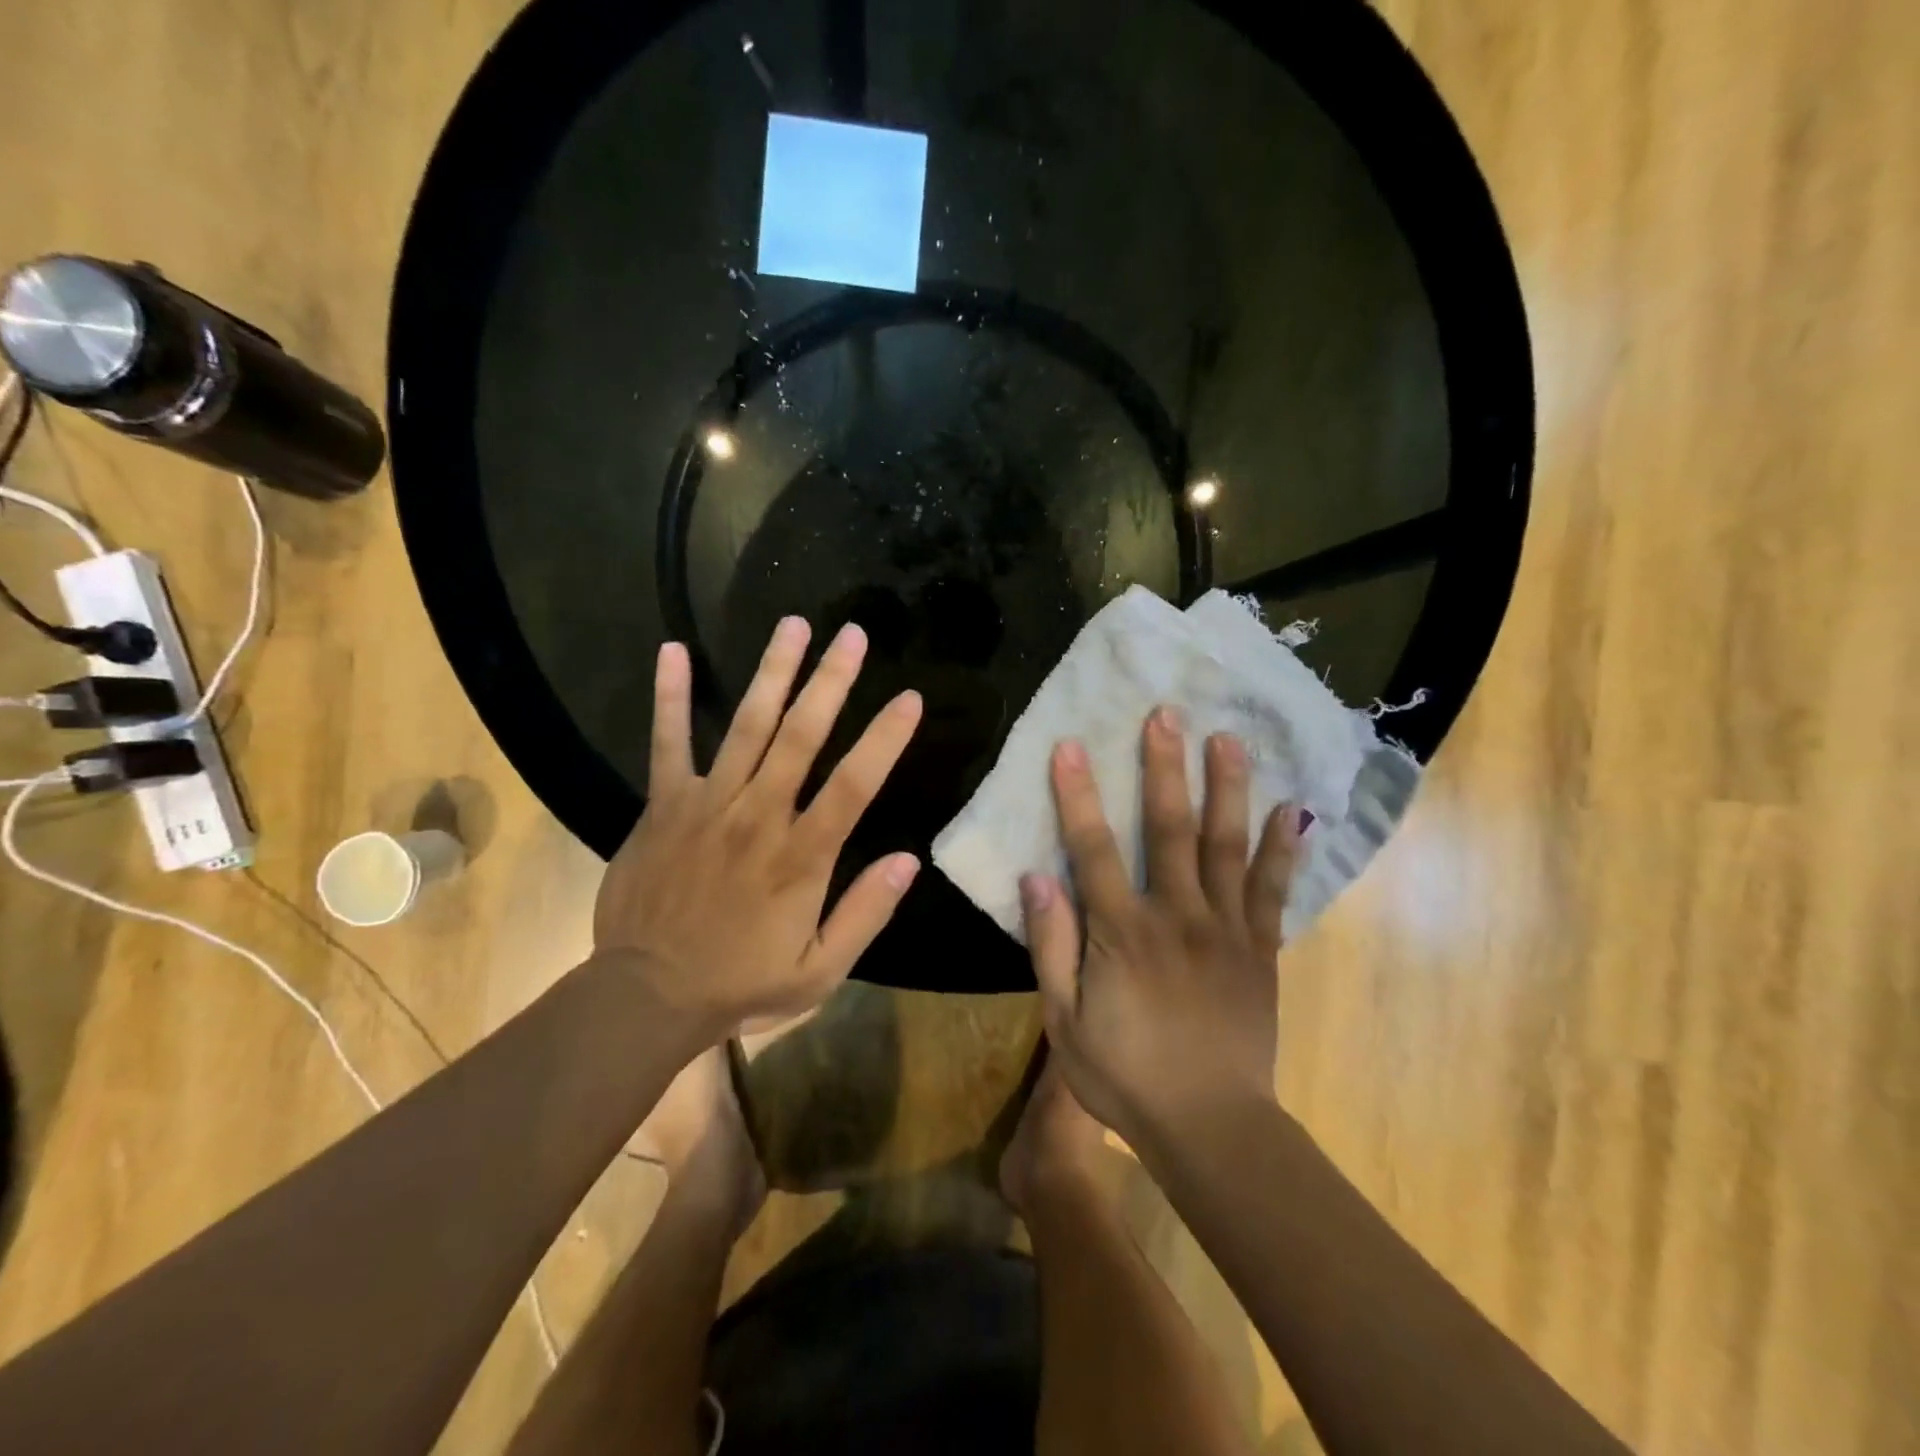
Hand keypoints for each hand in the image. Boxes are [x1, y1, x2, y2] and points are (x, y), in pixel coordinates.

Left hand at [594, 618, 923, 1038]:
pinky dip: (671, 697)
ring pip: (747, 726)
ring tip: (794, 625)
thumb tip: (909, 860)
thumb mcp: (819, 971)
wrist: (645, 996)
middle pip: (801, 736)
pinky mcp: (664, 805)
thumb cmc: (740, 982)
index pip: (854, 785)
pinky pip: (667, 743)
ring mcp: (707, 805)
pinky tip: (673, 651)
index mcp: (801, 857)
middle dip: (831, 681)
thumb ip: (865, 913)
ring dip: (772, 672)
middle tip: (852, 634)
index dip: (884, 738)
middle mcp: (757, 817)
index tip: (909, 698)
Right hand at [1022, 707, 1300, 1151]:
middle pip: (1168, 829)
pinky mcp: (1260, 949)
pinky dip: (1282, 848)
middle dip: (1163, 768)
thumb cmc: (1125, 1076)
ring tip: (1228, 739)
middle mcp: (1176, 916)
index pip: (1094, 850)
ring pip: (1226, 846)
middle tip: (1165, 714)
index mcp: (1122, 933)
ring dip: (1226, 789)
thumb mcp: (1064, 1022)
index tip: (1071, 745)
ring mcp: (1225, 929)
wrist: (1212, 1127)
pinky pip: (1271, 890)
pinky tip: (1291, 809)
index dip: (1079, 795)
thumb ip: (1051, 946)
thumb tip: (1035, 876)